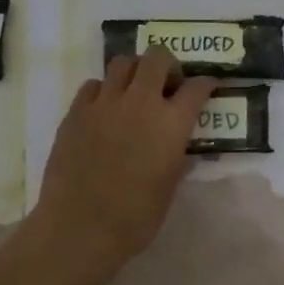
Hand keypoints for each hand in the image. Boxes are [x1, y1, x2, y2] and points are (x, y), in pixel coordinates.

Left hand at [33, 48, 215, 281]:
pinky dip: (104, 90)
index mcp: (171, 123)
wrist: (81, 227)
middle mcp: (140, 102)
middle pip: (157, 57)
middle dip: (168, 65)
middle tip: (168, 85)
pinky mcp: (75, 112)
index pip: (196, 87)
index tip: (207, 87)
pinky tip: (105, 110)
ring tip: (135, 92)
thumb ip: (178, 161)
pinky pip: (93, 85)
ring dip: (135, 72)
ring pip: (122, 63)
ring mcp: (104, 103)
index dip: (205, 84)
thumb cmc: (136, 216)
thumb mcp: (169, 189)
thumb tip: (182, 151)